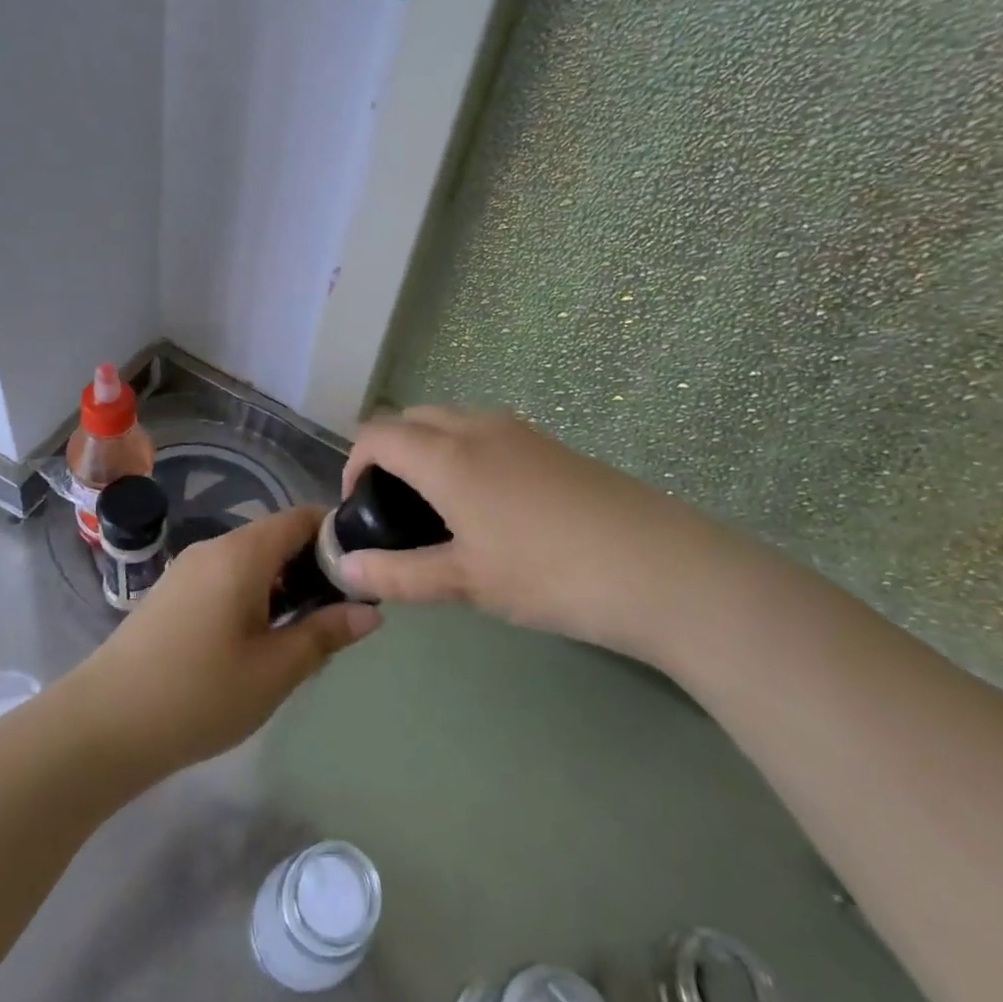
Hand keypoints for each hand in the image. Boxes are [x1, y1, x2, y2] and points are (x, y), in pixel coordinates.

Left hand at [67, 506, 380, 777]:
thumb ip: (326, 633)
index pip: (302, 517)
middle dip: (313, 566)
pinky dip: (254, 596)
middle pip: (276, 538)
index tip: (363, 570)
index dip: (337, 535)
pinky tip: (259, 641)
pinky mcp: (171, 594)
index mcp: (241, 553)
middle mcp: (213, 548)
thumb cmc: (199, 694)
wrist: (101, 727)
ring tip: (305, 632)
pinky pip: (226, 578)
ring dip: (283, 585)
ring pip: (251, 561)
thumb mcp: (275, 670)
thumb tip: (371, 610)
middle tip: (341, 611)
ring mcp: (187, 570)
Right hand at [336, 408, 724, 662]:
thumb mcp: (465, 582)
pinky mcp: (552, 444)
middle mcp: (479, 427)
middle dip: (391, 453)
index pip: (378, 434)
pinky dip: (466, 453)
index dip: (355, 465)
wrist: (657, 567)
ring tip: (440, 509)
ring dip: (430, 450)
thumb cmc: (547, 573)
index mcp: (447, 454)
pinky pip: (488, 433)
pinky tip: (491, 507)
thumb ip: (398, 574)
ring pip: (453, 422)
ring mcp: (521, 431)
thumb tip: (344, 568)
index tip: (360, 509)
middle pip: (414, 419)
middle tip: (396, 509)